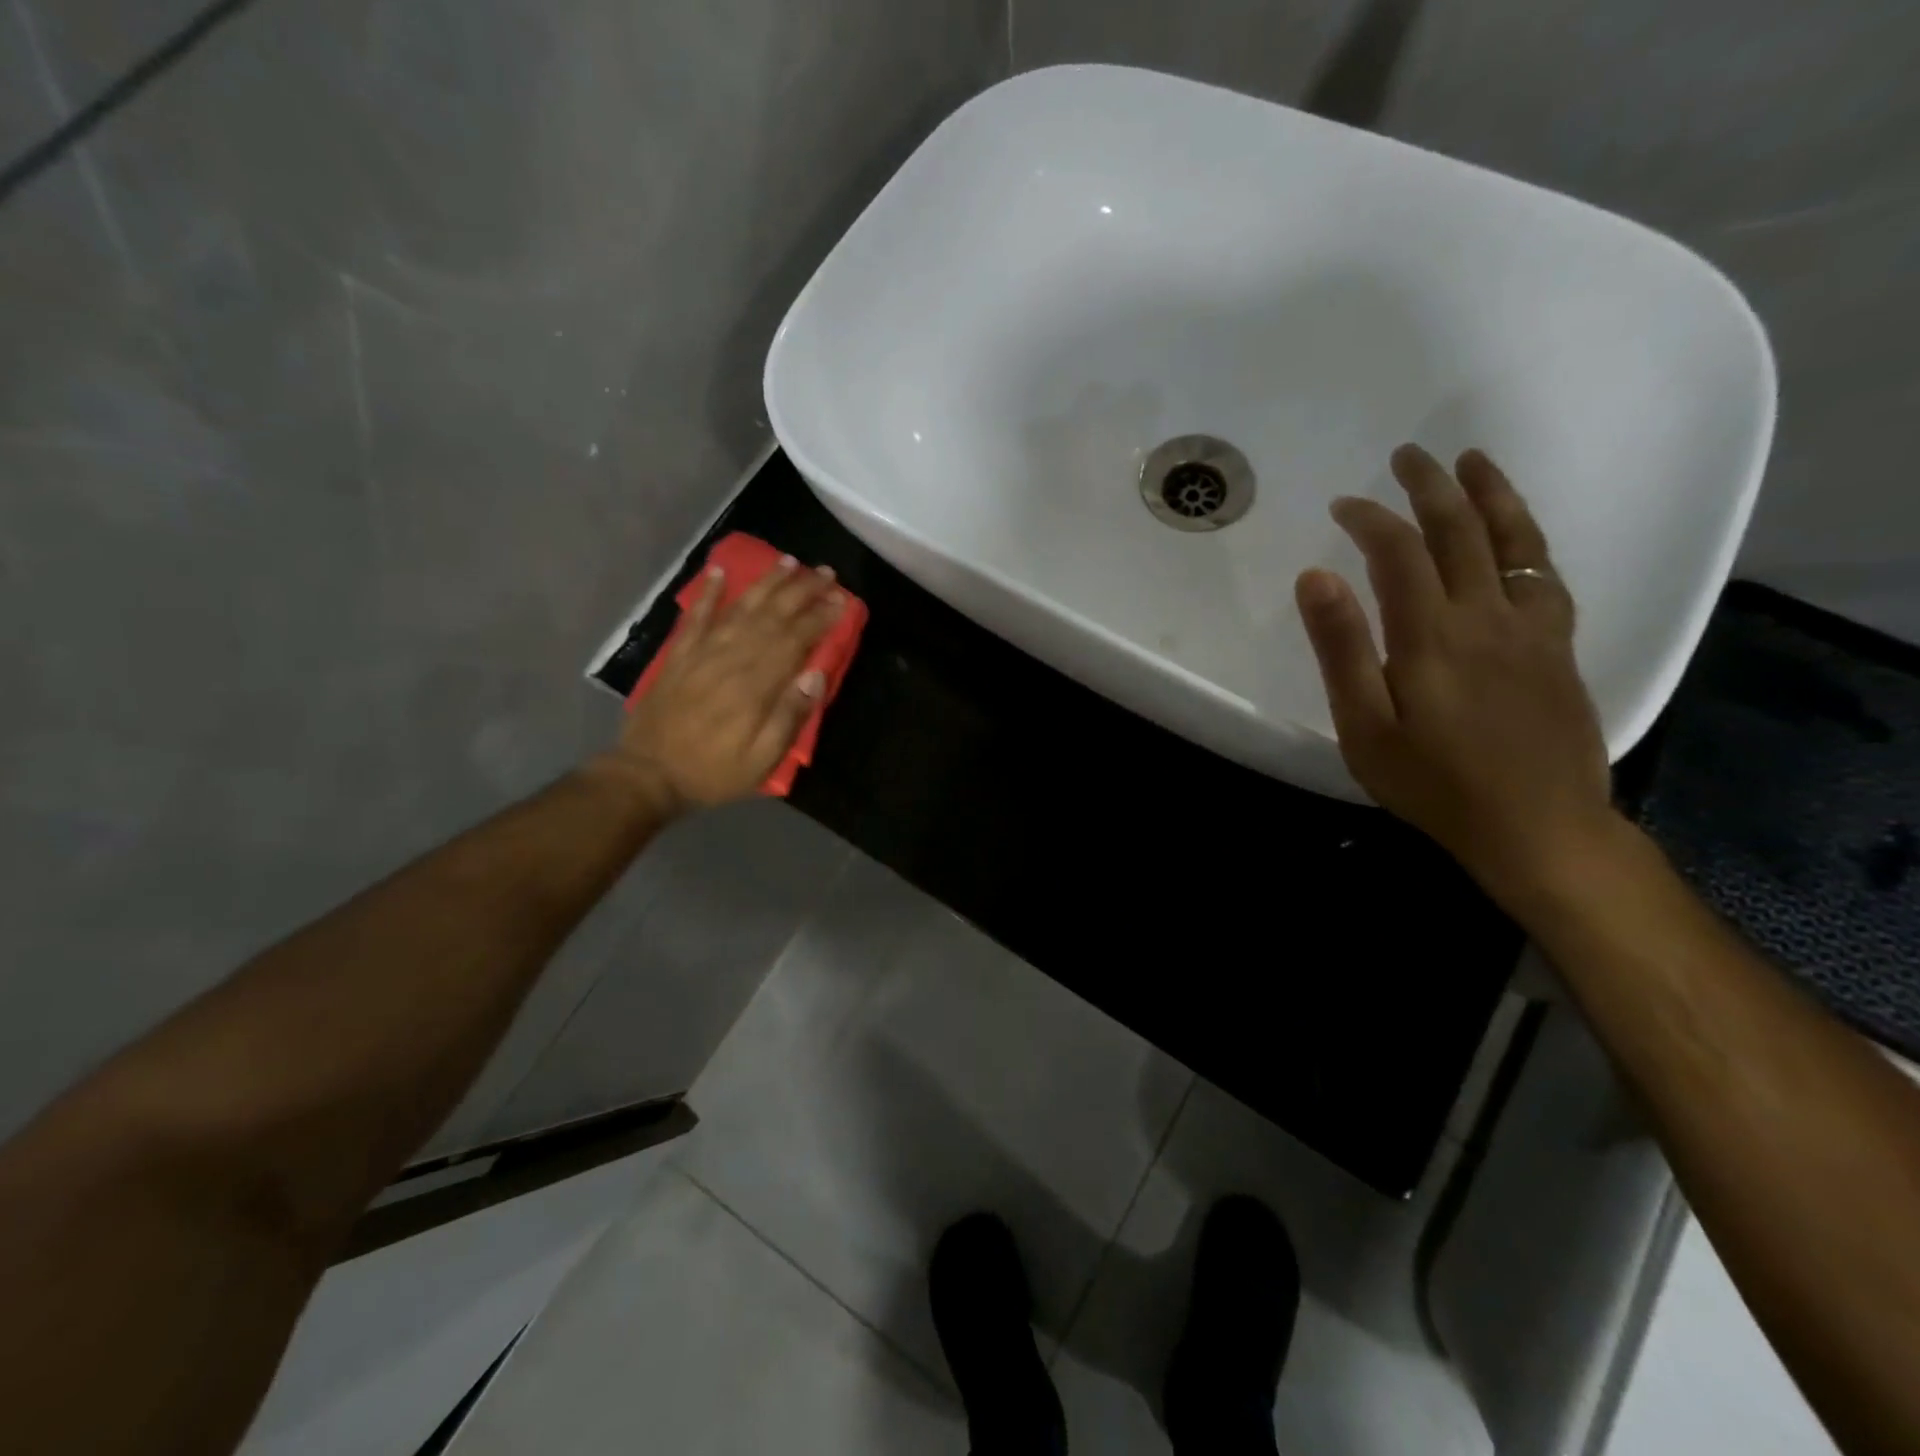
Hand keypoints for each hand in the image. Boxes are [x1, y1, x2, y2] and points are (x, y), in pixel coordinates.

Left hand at [604, 556, 844, 813]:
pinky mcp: (679, 656)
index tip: (841, 599)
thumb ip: (789, 717)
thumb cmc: (713, 772)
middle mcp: (731, 659)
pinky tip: (720, 572)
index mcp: (756, 686)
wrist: (647, 775)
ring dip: (766, 583)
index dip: (820, 617)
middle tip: (825, 571)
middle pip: (772, 616)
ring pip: (740, 608)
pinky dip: (709, 593)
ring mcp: (702, 653)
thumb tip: (816, 674)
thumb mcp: (761, 760)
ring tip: (788, 561)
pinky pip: (696, 617)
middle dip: (802, 591)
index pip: (795, 640)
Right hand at [1296, 445, 1616, 902]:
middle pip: (1461, 531)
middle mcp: (1488, 616)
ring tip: (1472, 461)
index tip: (1343, 505)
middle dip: (1430, 487)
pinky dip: (1528, 539)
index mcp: (1432, 636)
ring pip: (1516, 542)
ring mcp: (1533, 629)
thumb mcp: (1365, 726)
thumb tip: (1316, 577)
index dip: (1371, 519)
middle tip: (1406, 456)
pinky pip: (1546, 575)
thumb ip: (1342, 648)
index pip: (1399, 552)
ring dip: (1490, 495)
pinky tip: (1516, 533)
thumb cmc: (1434, 784)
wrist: (1538, 827)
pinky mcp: (1559, 648)